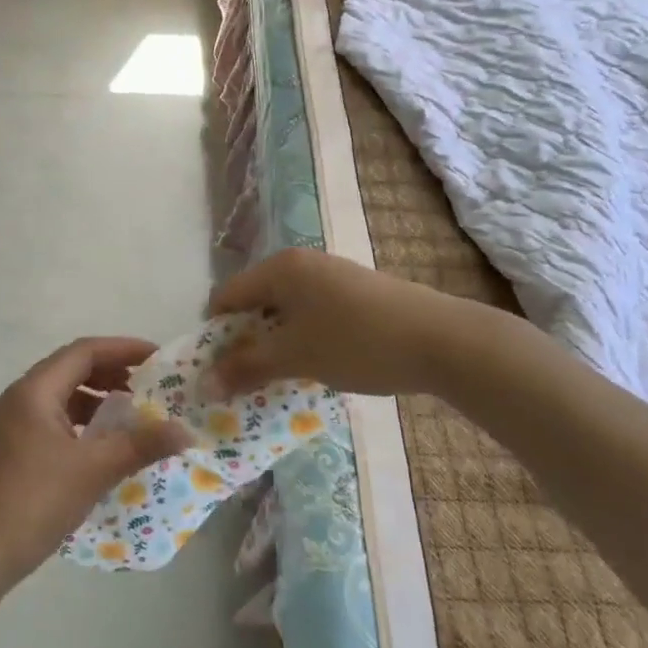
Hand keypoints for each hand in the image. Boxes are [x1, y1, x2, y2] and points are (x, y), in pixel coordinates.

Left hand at [0, 337, 192, 594]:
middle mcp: (20, 398)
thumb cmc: (32, 502)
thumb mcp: (92, 471)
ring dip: (97, 399)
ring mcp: (11, 425)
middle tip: (152, 386)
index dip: (124, 349)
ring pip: (61, 397)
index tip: (159, 357)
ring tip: (132, 415)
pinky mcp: (11, 450)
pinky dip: (81, 424)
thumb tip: (185, 430)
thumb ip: (139, 445)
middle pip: (71, 369)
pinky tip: (101, 447)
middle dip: (113, 373)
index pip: (84, 351)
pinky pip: (53, 421)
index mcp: (34, 390)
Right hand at [210, 248, 487, 397]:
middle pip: (255, 302)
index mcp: (280, 268)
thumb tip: (204, 383)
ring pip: (285, 311)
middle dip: (247, 342)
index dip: (216, 334)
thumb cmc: (357, 342)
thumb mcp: (296, 356)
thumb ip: (246, 367)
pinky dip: (304, 339)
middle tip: (247, 380)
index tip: (220, 371)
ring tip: (282, 379)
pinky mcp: (356, 293)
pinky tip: (318, 365)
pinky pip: (312, 314)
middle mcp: (301, 263)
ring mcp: (332, 276)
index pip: (227, 296)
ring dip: (276, 344)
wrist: (443, 340)